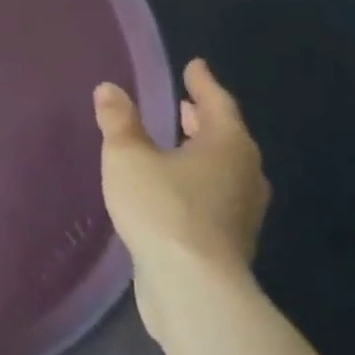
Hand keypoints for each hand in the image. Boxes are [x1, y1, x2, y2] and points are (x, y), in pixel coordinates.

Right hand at [95, 59, 269, 345]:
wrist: (193, 289)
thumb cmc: (163, 208)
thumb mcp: (128, 156)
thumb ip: (119, 121)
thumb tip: (110, 89)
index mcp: (228, 146)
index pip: (217, 103)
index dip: (202, 83)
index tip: (194, 66)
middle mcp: (244, 174)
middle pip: (226, 136)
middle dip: (203, 118)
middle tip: (184, 103)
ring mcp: (242, 211)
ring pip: (222, 168)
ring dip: (201, 151)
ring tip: (176, 142)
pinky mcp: (230, 241)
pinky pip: (215, 195)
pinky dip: (197, 179)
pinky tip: (173, 186)